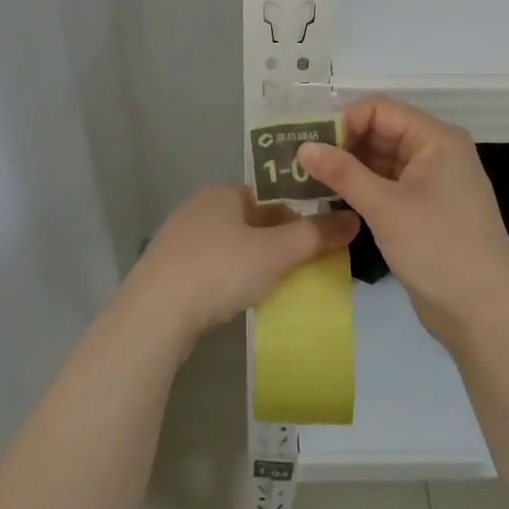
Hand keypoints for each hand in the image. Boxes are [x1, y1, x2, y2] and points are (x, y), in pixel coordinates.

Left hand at [124, 185, 359, 347]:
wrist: (155, 315)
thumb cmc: (219, 270)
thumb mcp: (275, 252)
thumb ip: (315, 236)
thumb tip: (354, 219)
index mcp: (221, 193)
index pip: (268, 195)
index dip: (295, 215)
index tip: (315, 241)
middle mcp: (197, 209)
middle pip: (249, 220)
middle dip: (276, 242)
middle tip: (301, 267)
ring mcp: (178, 241)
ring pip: (229, 246)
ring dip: (252, 262)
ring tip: (274, 286)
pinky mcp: (167, 272)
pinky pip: (210, 269)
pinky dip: (229, 280)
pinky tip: (238, 300)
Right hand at [297, 97, 508, 345]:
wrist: (485, 313)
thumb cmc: (438, 249)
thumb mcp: (385, 207)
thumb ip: (343, 173)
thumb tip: (303, 147)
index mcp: (435, 139)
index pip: (379, 110)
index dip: (343, 122)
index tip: (309, 146)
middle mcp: (436, 152)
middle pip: (380, 132)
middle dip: (342, 144)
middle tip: (301, 164)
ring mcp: (432, 182)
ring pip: (382, 159)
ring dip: (349, 168)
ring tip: (309, 180)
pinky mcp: (425, 209)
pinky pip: (388, 185)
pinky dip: (362, 188)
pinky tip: (333, 199)